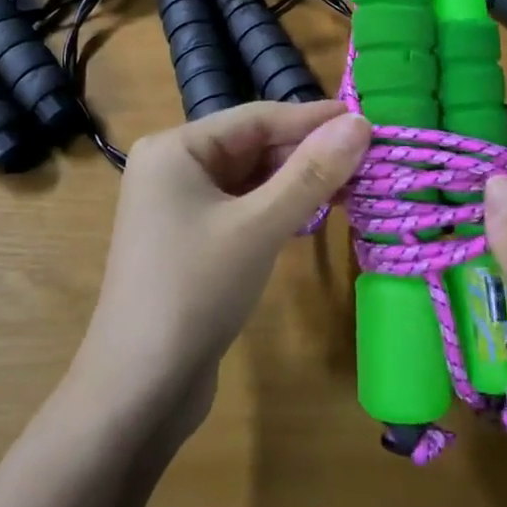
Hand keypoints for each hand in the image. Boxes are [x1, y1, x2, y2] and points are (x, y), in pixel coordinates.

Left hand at [73, 100, 371, 438]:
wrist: (138, 389)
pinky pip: (241, 209)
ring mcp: (178, 208)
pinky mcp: (189, 243)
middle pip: (252, 146)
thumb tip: (360, 123)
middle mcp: (172, 168)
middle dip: (307, 153)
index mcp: (175, 148)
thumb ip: (311, 172)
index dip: (312, 118)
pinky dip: (277, 209)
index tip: (366, 119)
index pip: (255, 117)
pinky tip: (314, 215)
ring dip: (296, 182)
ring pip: (249, 180)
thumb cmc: (195, 290)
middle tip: (367, 158)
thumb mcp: (259, 225)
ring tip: (353, 185)